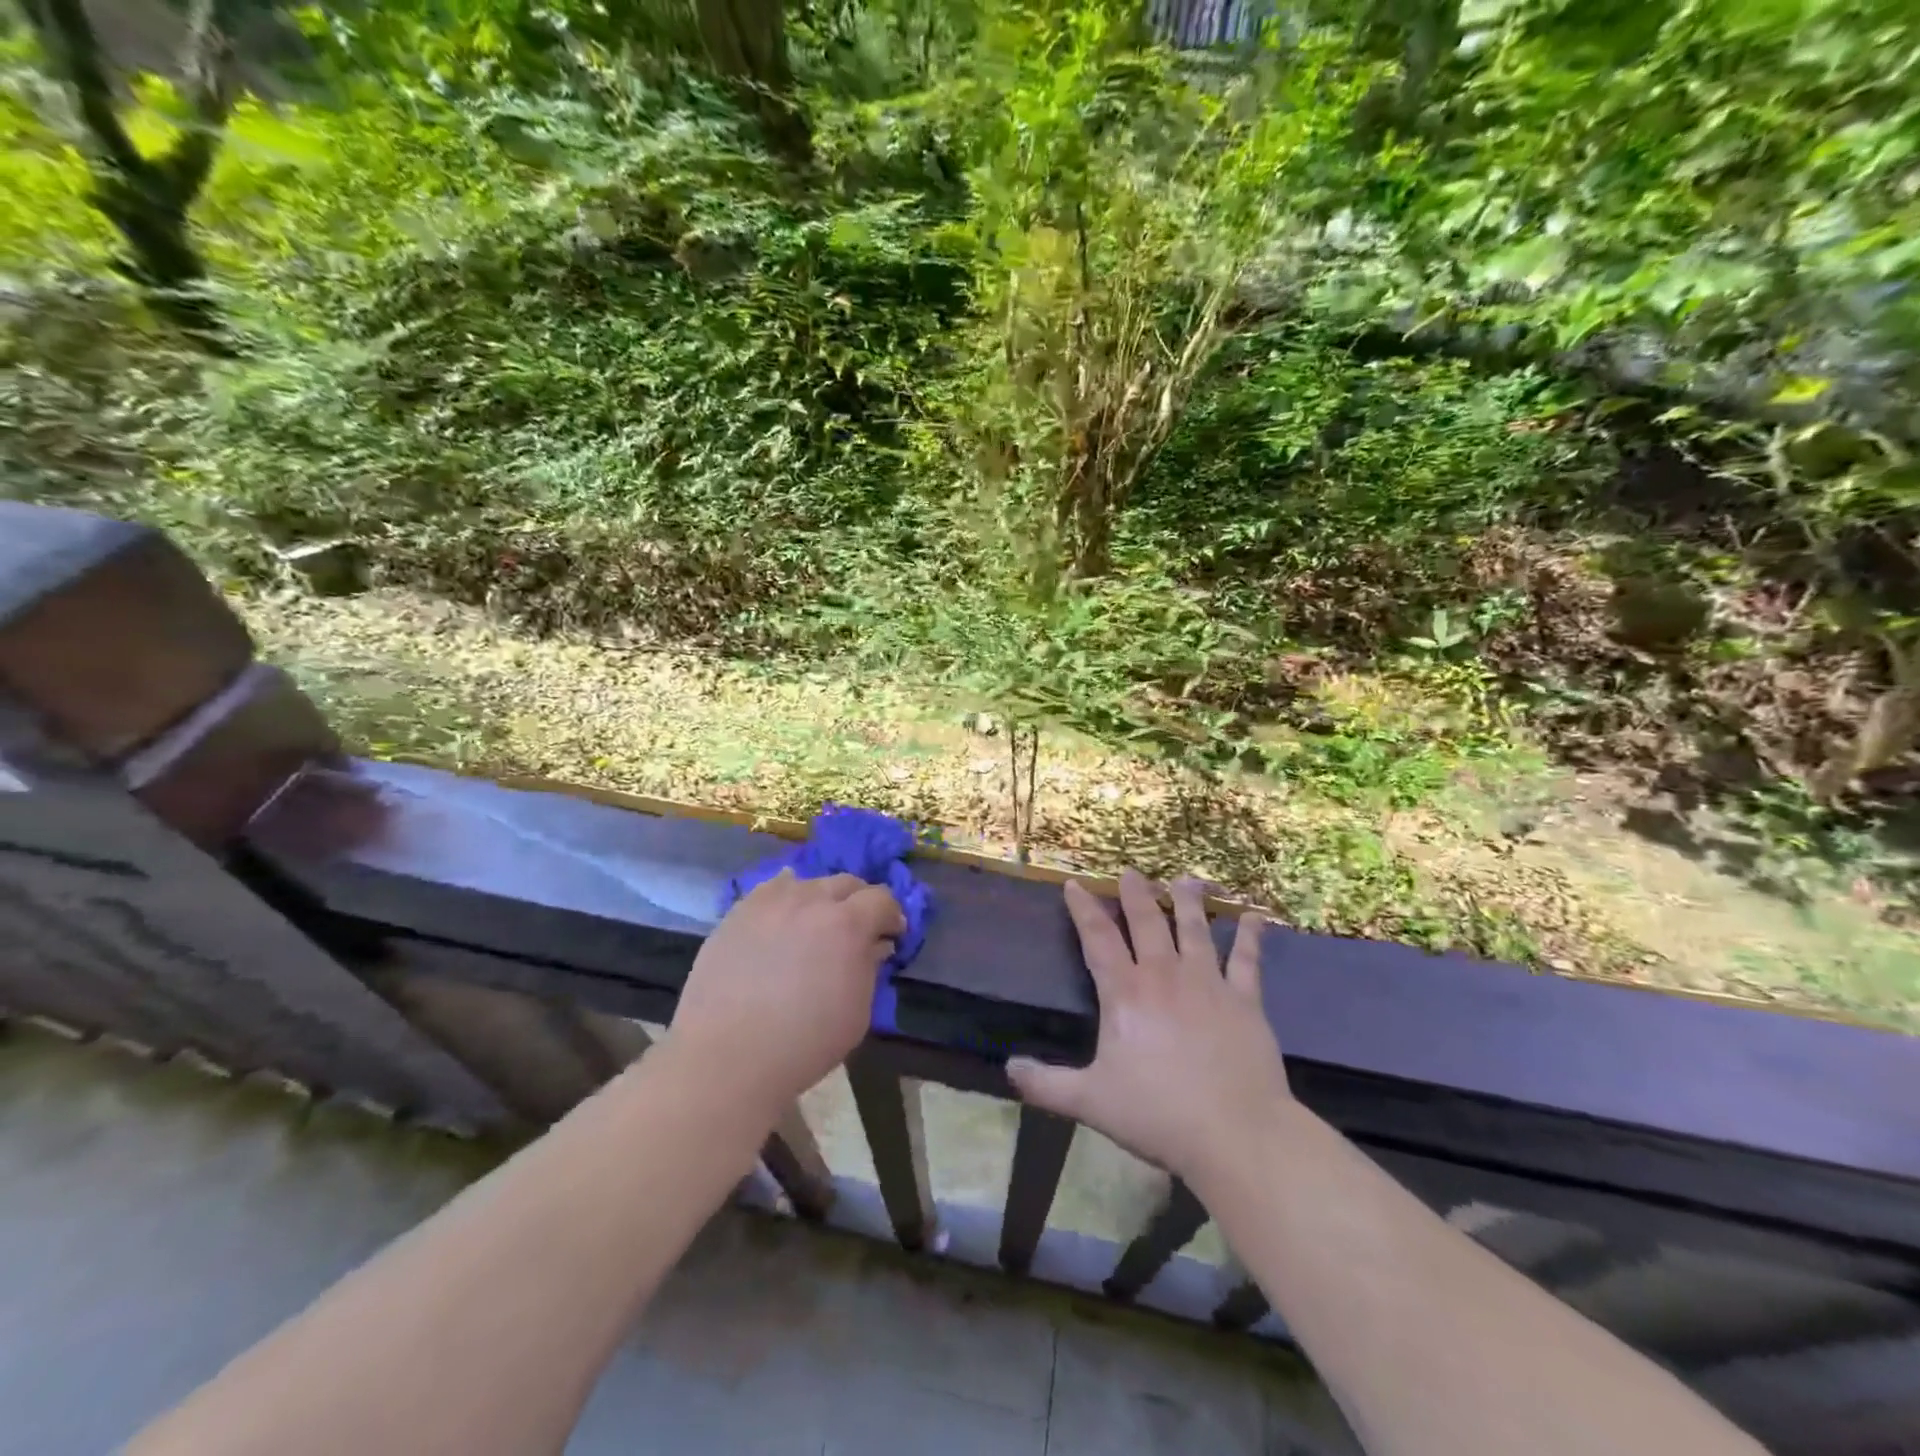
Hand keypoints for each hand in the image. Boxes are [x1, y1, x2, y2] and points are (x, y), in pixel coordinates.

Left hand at [670, 870, 905, 1116]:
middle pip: (846, 882)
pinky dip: (785, 897)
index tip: (891, 935)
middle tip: (858, 929)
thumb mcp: (857, 1012)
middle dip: (860, 902)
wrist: (727, 1057)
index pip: (882, 899)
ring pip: (807, 882)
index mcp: (847, 924)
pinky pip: (770, 890)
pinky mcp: (738, 912)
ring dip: (821, 899)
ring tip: (816, 924)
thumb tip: (875, 945)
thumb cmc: (804, 1043)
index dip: (892, 915)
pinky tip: (783, 917)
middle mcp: (811, 900)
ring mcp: (770, 902)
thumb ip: (870, 968)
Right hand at [1007, 870, 1295, 1187]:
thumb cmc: (1157, 1113)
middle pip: (1147, 922)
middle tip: (1131, 871)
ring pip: (1194, 930)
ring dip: (1187, 902)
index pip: (1097, 938)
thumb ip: (1046, 1084)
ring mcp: (1207, 983)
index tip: (1075, 884)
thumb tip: (1008, 1068)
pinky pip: (1247, 960)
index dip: (1083, 909)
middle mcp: (1164, 976)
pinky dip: (1251, 937)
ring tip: (1184, 879)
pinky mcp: (1244, 1000)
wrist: (1235, 1132)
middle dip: (1136, 894)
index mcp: (1125, 993)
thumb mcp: (1090, 1101)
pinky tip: (1255, 917)